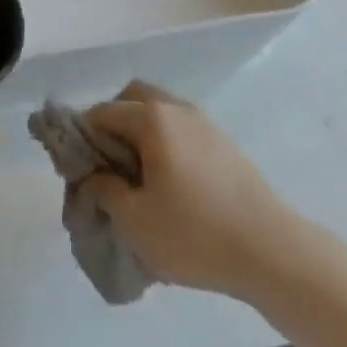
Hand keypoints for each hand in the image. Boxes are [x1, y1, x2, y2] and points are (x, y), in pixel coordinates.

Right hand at [83, 81, 296, 299]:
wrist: (269, 248)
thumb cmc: (195, 233)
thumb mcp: (136, 222)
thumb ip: (105, 192)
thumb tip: (92, 176)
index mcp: (151, 118)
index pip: (103, 112)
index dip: (82, 136)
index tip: (76, 167)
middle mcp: (176, 107)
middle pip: (133, 98)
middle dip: (113, 123)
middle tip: (107, 164)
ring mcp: (203, 122)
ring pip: (159, 111)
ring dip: (141, 132)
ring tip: (138, 178)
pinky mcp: (222, 142)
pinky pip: (180, 129)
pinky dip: (165, 143)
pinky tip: (169, 184)